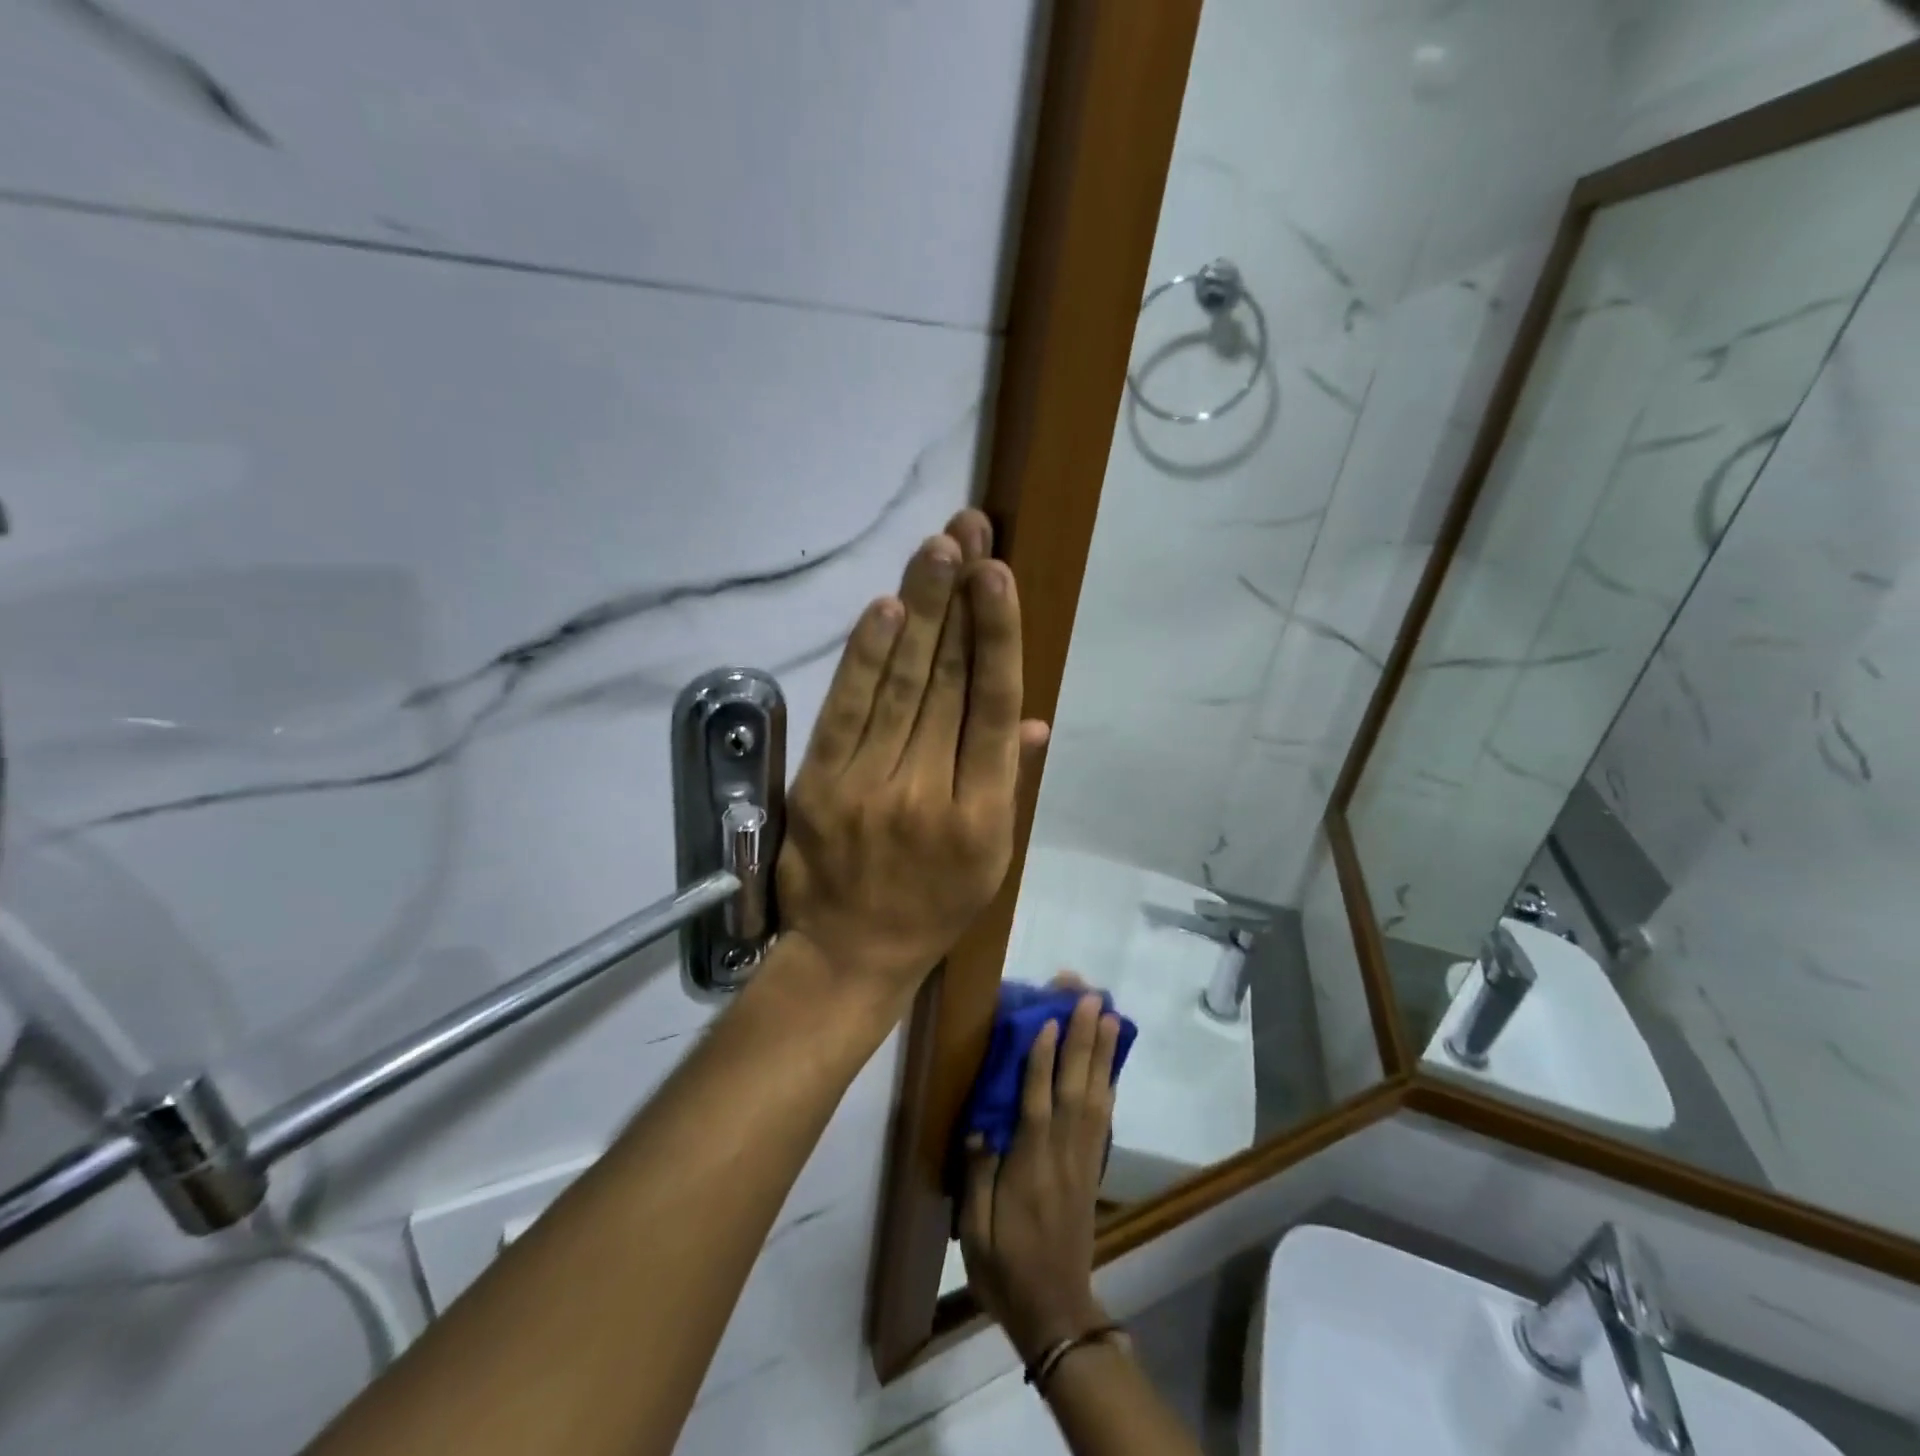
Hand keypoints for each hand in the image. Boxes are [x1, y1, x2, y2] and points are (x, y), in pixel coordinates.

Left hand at [776, 509, 1047, 1013]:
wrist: (849, 954)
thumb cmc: (932, 908)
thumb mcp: (991, 859)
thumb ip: (1009, 782)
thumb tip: (1032, 717)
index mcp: (981, 814)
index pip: (992, 709)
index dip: (997, 637)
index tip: (999, 575)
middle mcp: (929, 793)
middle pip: (947, 683)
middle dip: (960, 600)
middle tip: (969, 531)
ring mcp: (869, 787)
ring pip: (900, 686)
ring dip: (919, 610)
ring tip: (937, 548)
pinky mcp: (820, 786)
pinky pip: (845, 712)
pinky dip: (864, 657)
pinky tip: (885, 607)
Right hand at [960, 987, 1121, 1360]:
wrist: (1055, 1313)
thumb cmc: (1006, 1269)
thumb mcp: (975, 1232)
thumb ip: (978, 1177)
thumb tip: (980, 1126)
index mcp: (1029, 1168)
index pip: (1037, 1103)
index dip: (1043, 1061)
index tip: (1048, 1020)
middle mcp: (1062, 1154)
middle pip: (1075, 1088)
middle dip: (1082, 1040)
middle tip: (1090, 997)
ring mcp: (1082, 1159)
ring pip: (1095, 1095)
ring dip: (1101, 1053)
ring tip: (1108, 1014)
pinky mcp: (1092, 1167)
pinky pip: (1103, 1117)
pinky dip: (1108, 1083)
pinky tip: (1110, 1062)